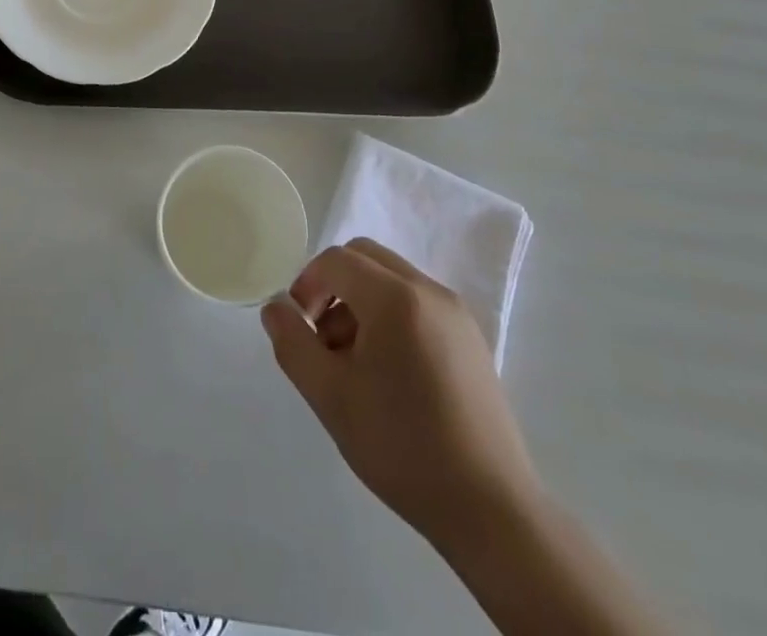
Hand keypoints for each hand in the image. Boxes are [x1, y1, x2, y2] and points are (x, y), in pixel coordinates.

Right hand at [262, 239, 541, 562]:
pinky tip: (391, 373)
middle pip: (365, 257)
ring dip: (361, 301)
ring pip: (392, 278)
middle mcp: (428, 290)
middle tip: (323, 339)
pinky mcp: (471, 337)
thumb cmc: (402, 447)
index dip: (306, 284)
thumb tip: (275, 307)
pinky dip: (391, 315)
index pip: (336, 260)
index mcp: (395, 297)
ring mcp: (456, 312)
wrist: (491, 509)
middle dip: (333, 286)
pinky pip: (418, 302)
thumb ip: (293, 343)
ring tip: (355, 364)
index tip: (300, 328)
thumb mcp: (330, 397)